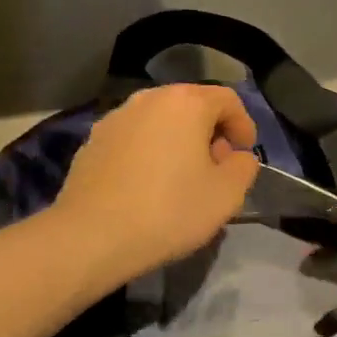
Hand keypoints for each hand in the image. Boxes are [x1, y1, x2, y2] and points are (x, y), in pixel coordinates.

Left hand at [55, 83, 261, 288]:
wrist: (91, 237)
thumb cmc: (169, 210)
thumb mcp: (227, 195)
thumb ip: (244, 167)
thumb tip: (236, 157)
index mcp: (186, 103)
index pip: (228, 100)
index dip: (244, 125)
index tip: (244, 154)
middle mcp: (149, 99)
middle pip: (191, 105)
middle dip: (210, 132)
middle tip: (216, 167)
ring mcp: (116, 118)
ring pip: (160, 121)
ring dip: (178, 141)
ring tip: (181, 178)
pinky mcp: (92, 141)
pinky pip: (134, 138)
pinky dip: (149, 152)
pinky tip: (147, 186)